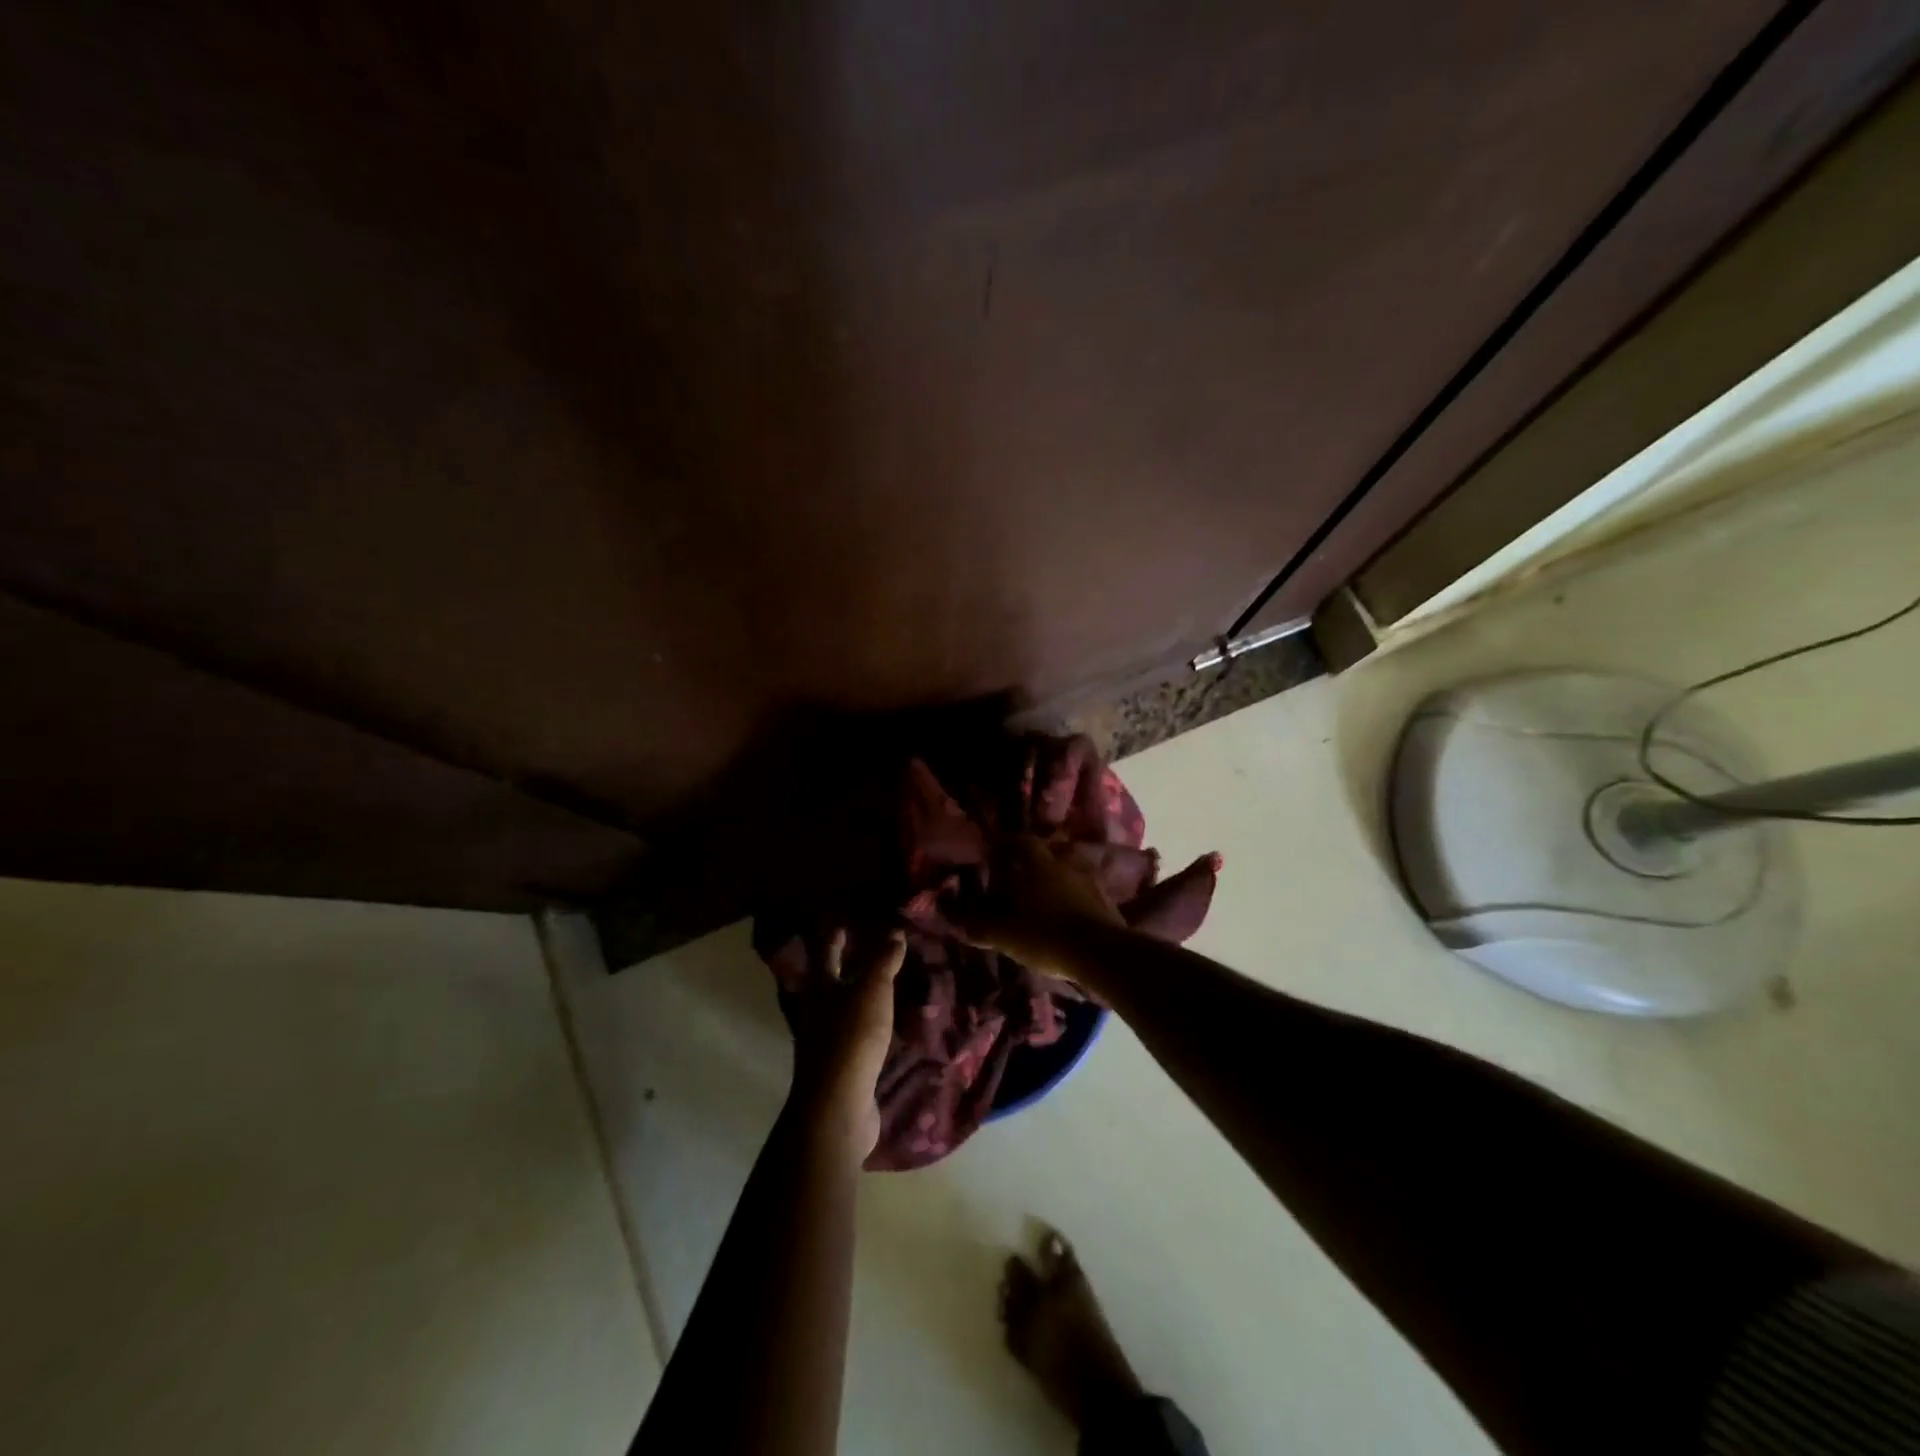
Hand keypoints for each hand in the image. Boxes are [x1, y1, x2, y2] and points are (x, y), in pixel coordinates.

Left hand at [787, 928, 905, 1161]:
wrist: (838, 1106)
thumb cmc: (851, 1037)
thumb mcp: (871, 990)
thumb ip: (883, 960)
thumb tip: (894, 931)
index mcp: (819, 986)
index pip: (825, 949)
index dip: (836, 932)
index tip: (848, 918)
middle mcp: (817, 1009)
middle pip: (830, 978)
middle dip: (847, 962)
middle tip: (872, 945)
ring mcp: (827, 1039)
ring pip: (844, 1006)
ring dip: (860, 992)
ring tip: (885, 981)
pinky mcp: (841, 1065)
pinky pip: (856, 1033)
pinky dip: (870, 1021)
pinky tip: (887, 1022)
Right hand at [950, 835, 1124, 975]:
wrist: (1102, 954)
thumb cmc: (1047, 936)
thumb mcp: (1005, 934)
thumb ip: (977, 924)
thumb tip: (948, 914)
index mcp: (1038, 864)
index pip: (1019, 840)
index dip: (1004, 844)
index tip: (993, 853)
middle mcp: (1064, 863)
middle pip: (1046, 851)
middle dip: (1031, 860)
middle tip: (1018, 875)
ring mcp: (1089, 880)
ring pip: (1067, 868)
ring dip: (1055, 876)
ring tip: (1043, 894)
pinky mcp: (1105, 899)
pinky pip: (1083, 888)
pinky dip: (1072, 894)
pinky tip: (1066, 911)